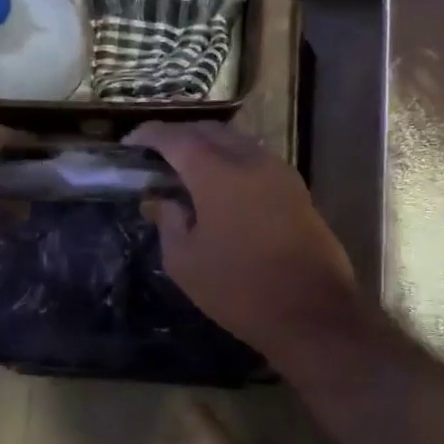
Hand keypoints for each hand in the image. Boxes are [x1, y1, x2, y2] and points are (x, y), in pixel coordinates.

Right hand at [127, 121, 359, 358]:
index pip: (176, 138)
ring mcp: (279, 171)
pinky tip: (221, 184)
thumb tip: (158, 200)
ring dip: (208, 146)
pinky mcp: (297, 188)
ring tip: (186, 168)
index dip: (149, 135)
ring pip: (236, 142)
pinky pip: (256, 159)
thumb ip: (168, 222)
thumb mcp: (186, 262)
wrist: (313, 313)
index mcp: (217, 173)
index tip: (129, 143)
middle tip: (156, 154)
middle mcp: (250, 159)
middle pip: (209, 131)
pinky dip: (232, 160)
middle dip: (179, 136)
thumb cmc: (240, 289)